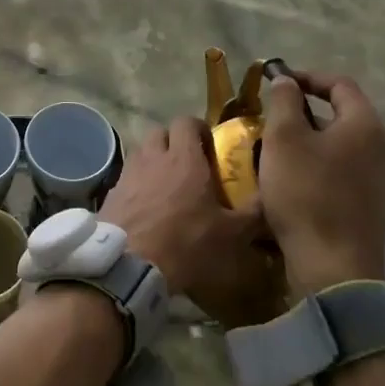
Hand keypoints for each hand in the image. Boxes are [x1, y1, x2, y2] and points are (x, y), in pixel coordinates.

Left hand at [100, 117, 265, 314]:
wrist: (130, 264)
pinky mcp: (112, 191)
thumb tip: (272, 199)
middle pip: (161, 132)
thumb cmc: (186, 243)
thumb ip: (254, 213)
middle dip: (174, 142)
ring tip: (168, 186)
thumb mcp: (231, 234)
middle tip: (189, 165)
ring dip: (154, 160)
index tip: (210, 147)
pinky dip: (138, 183)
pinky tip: (147, 206)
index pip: (187, 121)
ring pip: (142, 152)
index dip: (199, 129)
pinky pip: (128, 176)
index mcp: (184, 158)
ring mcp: (129, 172)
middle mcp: (154, 156)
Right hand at [260, 72, 384, 294]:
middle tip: (271, 119)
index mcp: (365, 126)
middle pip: (341, 116)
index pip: (340, 84)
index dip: (307, 76)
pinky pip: (342, 174)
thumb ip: (284, 101)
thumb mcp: (283, 138)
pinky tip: (293, 182)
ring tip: (276, 151)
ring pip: (340, 147)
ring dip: (309, 142)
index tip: (276, 82)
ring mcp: (380, 183)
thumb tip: (287, 82)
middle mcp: (381, 150)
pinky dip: (317, 167)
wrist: (333, 269)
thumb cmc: (306, 193)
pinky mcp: (371, 209)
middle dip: (304, 112)